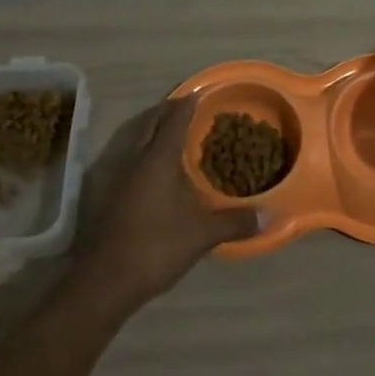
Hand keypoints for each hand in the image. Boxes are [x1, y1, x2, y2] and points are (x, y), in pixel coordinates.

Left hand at [76, 97, 260, 312]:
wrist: (104, 282)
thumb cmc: (155, 247)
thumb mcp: (202, 234)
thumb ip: (235, 222)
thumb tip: (270, 216)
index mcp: (158, 158)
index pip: (175, 119)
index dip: (189, 103)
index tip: (202, 92)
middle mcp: (135, 159)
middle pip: (150, 121)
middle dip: (167, 110)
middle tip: (186, 107)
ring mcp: (117, 176)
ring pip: (135, 138)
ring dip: (151, 128)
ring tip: (170, 131)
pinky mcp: (107, 195)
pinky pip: (128, 157)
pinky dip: (142, 150)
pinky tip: (153, 168)